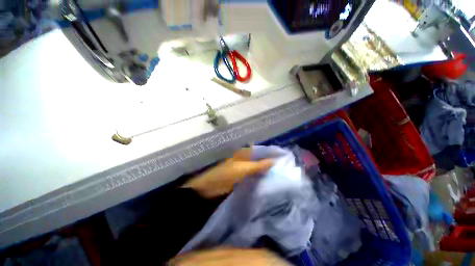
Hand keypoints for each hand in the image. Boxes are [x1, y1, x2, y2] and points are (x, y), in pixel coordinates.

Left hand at [182, 148, 273, 197]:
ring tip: (280, 174)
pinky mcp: (242, 179)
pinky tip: (269, 182)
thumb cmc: (224, 176)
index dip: (269, 153)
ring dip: (266, 171)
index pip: (259, 151)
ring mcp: (243, 170)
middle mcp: (244, 160)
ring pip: (257, 168)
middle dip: (269, 162)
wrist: (209, 190)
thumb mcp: (241, 169)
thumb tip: (274, 161)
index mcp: (243, 154)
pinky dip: (260, 178)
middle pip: (259, 160)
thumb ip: (257, 165)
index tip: (282, 157)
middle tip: (284, 167)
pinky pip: (253, 177)